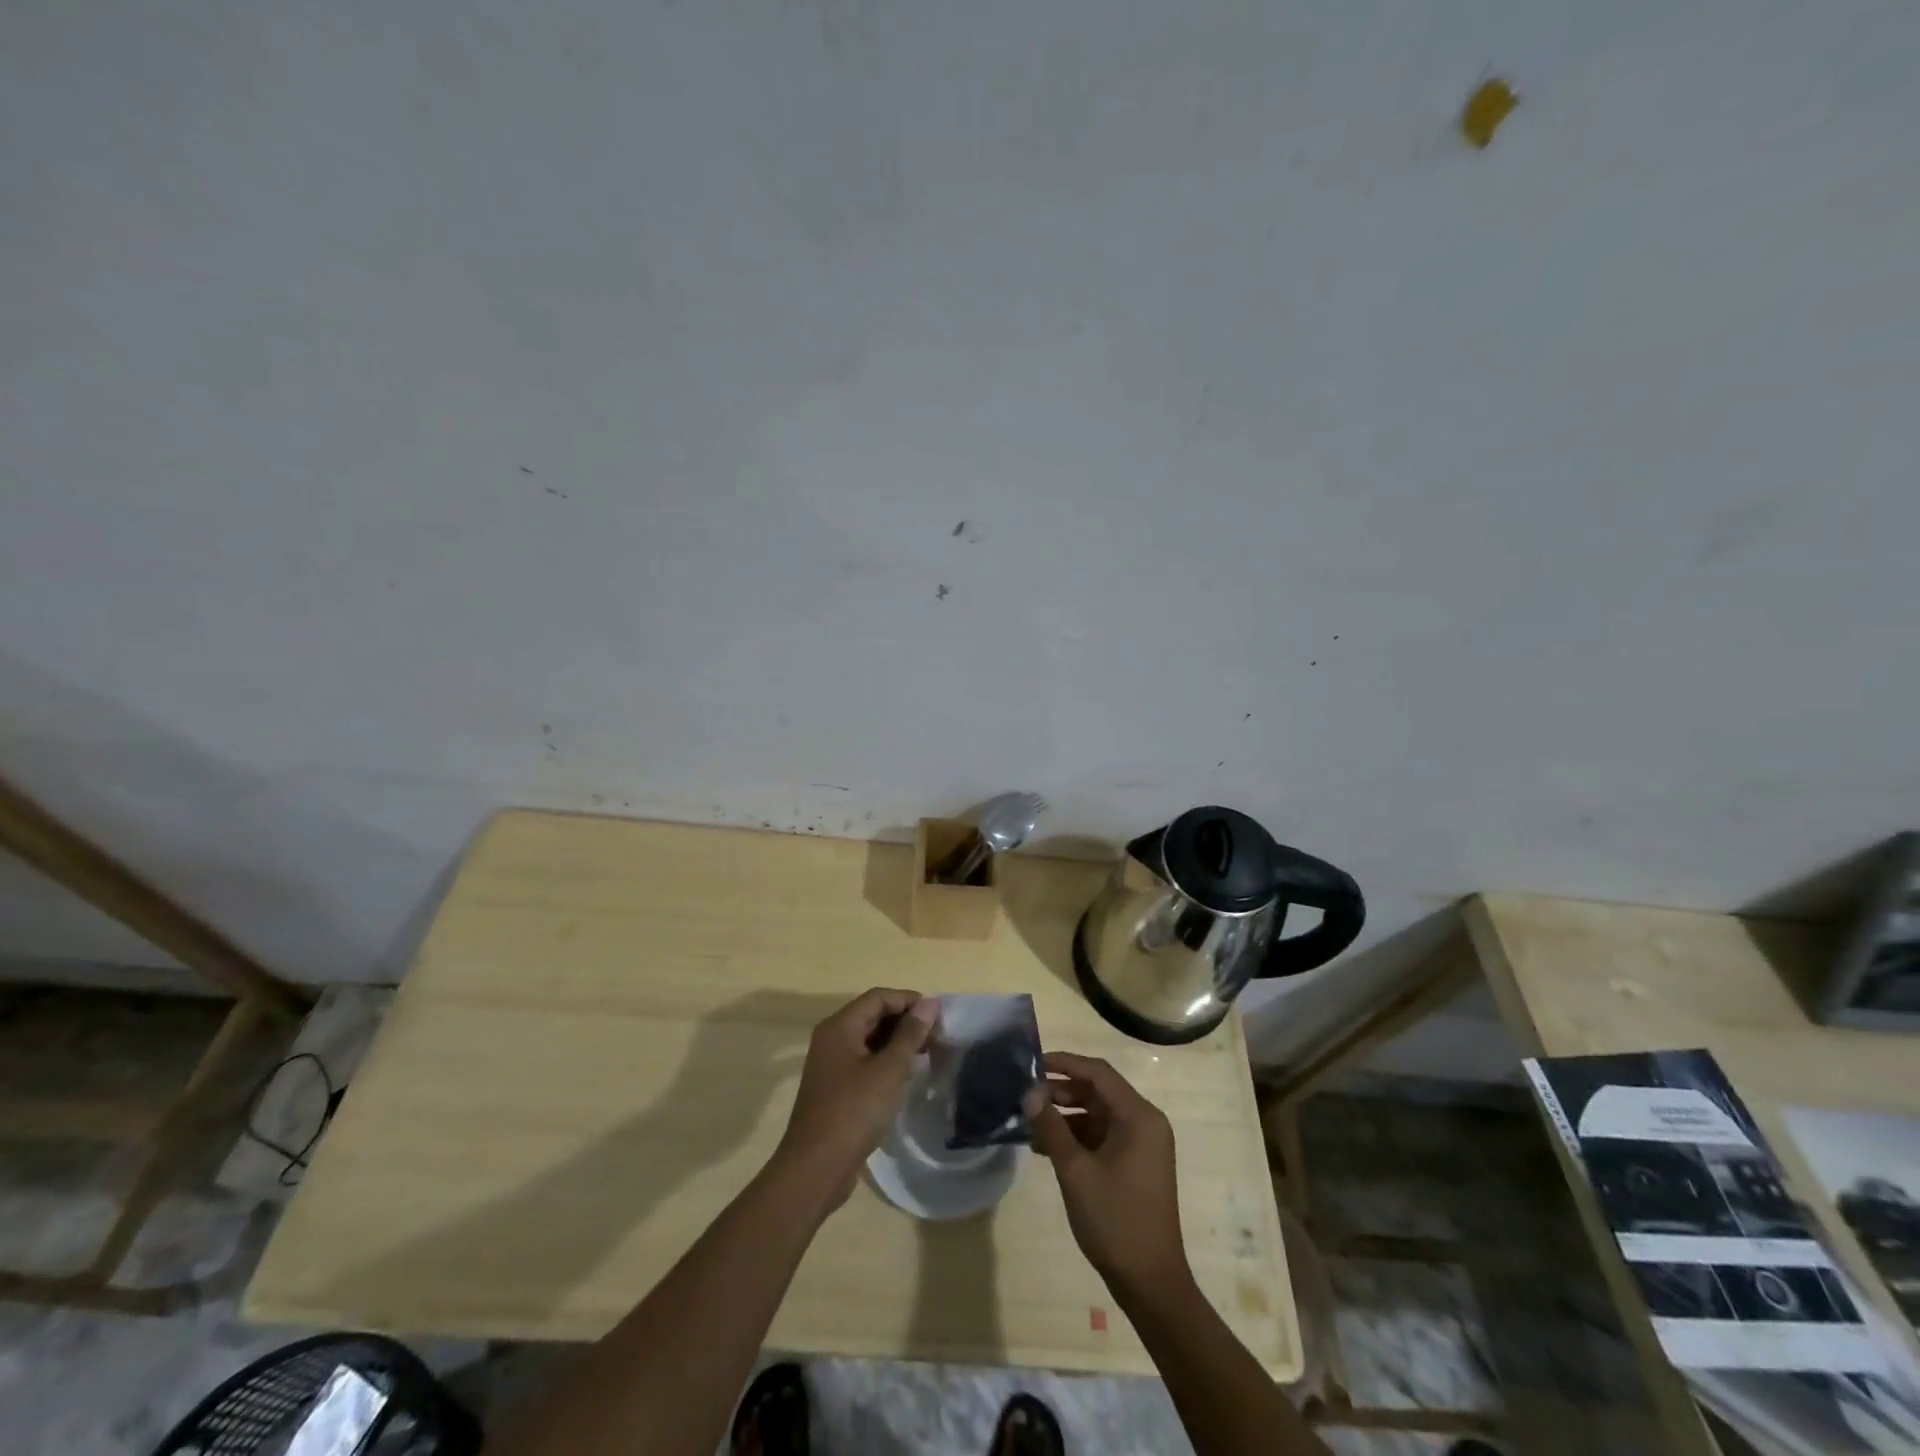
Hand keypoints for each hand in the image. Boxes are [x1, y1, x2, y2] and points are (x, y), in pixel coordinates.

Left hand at [774, 988, 936, 1210]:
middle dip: (905, 1021)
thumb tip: (930, 1003)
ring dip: (898, 1043)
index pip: (878, 997)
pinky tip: (906, 1076)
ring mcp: (831, 1065)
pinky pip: (864, 1062)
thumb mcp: (889, 1070)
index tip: (938, 1015)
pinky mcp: (836, 1089)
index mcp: (839, 1027)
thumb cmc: (853, 1111)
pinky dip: (886, 1062)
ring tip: (928, 1054)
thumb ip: (910, 1034)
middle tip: (937, 1036)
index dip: (909, 1000)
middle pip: (872, 1016)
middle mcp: (832, 1039)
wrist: (816, 1168)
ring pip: (869, 1040)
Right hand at [1027, 1051, 1189, 1297]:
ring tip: (1029, 1124)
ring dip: (1065, 1116)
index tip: (1031, 1064)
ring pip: (1097, 1114)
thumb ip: (1051, 1126)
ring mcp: (1141, 1144)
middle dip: (1060, 1091)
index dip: (1064, 1063)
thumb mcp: (1075, 1171)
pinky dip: (1076, 1136)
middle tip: (1025, 1097)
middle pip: (1097, 1091)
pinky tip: (1045, 1147)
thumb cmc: (1115, 1221)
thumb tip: (1028, 1092)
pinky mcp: (1134, 1163)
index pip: (1098, 1073)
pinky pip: (1101, 1135)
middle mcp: (1144, 1122)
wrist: (1150, 1284)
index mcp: (1138, 1116)